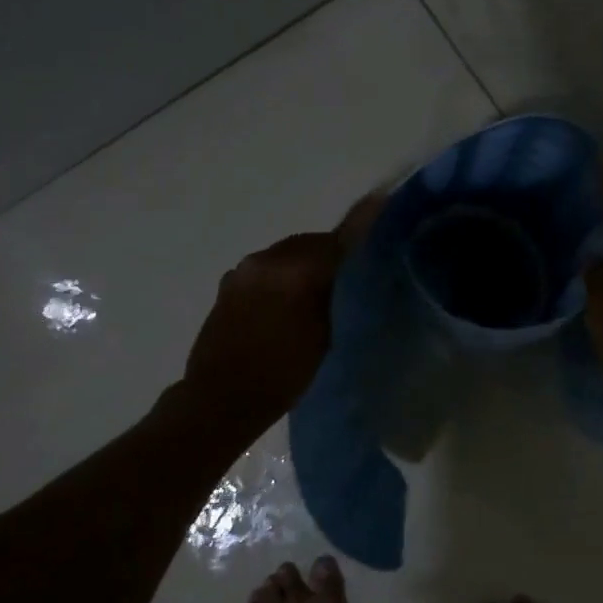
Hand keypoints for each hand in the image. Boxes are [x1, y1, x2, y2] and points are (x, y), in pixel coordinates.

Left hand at [182, 194, 381, 432]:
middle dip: (332, 251)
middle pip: (310, 243)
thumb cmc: (282, 376)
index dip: (363, 223)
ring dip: (305, 263)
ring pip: (287, 255)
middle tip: (352, 272)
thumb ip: (338, 292)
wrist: (220, 399)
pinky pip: (266, 269)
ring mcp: (242, 270)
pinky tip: (288, 299)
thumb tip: (353, 265)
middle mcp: (266, 260)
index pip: (338, 239)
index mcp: (294, 271)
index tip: (382, 203)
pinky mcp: (229, 283)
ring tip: (319, 289)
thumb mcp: (324, 335)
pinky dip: (283, 275)